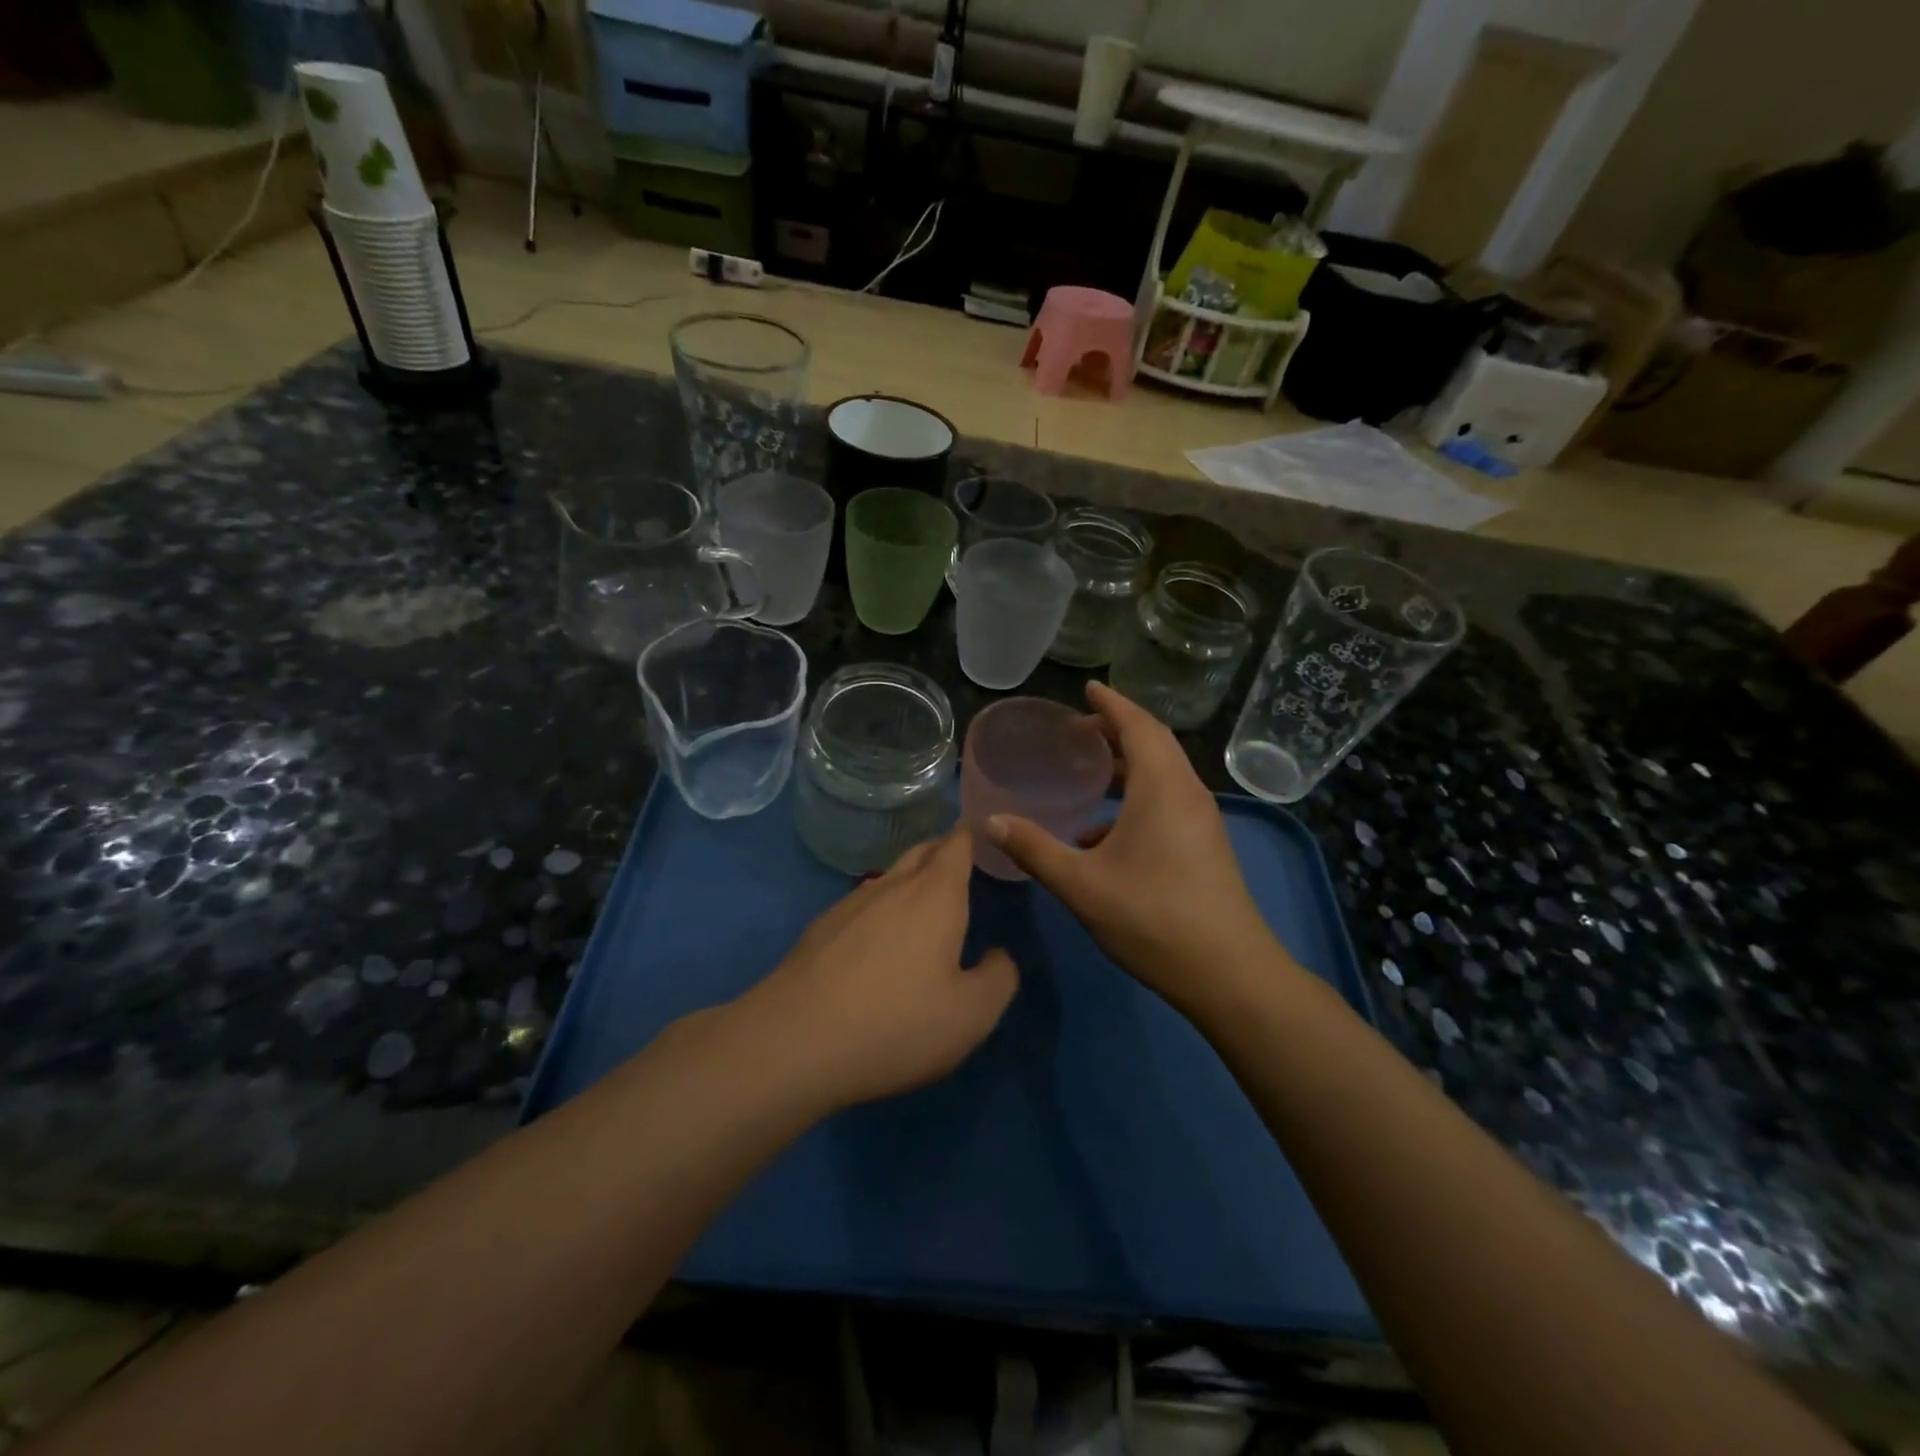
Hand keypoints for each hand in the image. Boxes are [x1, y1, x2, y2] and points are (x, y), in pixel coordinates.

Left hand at [737, 826, 1018, 1111]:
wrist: (794, 1042)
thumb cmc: (897, 1023)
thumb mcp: (971, 1014)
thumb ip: (998, 978)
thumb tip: (999, 956)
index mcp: (935, 894)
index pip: (956, 845)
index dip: (970, 834)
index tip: (982, 829)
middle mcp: (892, 886)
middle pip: (921, 853)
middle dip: (942, 850)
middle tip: (960, 859)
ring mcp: (850, 905)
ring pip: (889, 878)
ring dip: (910, 880)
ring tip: (924, 899)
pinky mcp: (820, 930)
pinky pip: (862, 905)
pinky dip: (880, 909)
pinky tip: (878, 939)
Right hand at [985, 682, 1282, 1014]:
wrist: (1229, 974)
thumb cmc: (1152, 918)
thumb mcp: (1081, 884)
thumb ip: (1034, 849)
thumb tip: (991, 821)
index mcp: (1162, 788)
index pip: (1138, 725)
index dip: (1111, 704)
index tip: (1087, 688)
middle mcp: (1187, 793)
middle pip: (1155, 743)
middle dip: (1118, 729)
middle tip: (1080, 727)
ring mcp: (1201, 821)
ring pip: (1163, 774)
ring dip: (1129, 765)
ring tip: (1090, 772)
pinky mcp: (1205, 846)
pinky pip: (1168, 801)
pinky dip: (1137, 799)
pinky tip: (1101, 835)